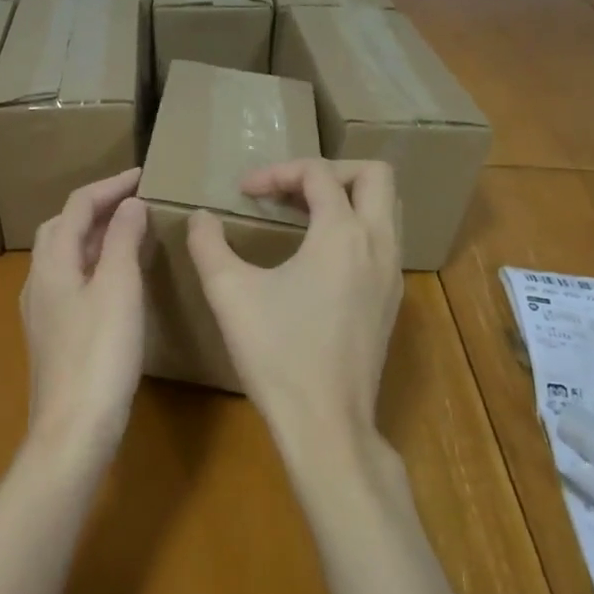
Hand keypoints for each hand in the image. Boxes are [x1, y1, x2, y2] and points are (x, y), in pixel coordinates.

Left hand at [20, 168, 148, 458]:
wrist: (73, 429)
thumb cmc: (99, 354)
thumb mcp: (119, 289)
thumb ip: (123, 241)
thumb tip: (130, 204)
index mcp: (52, 262)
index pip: (77, 206)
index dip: (109, 186)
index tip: (143, 175)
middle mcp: (39, 280)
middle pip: (63, 227)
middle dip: (96, 208)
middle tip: (135, 203)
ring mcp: (42, 310)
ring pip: (64, 256)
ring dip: (94, 236)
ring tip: (130, 233)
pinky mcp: (52, 334)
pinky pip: (70, 281)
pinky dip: (93, 265)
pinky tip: (115, 281)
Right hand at [187, 160, 402, 462]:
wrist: (326, 423)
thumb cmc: (276, 353)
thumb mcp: (229, 293)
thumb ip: (208, 244)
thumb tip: (201, 218)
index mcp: (342, 234)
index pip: (318, 173)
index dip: (277, 172)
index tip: (243, 192)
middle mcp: (378, 245)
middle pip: (374, 176)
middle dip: (330, 170)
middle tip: (289, 189)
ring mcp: (392, 274)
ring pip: (386, 208)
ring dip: (346, 197)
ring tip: (302, 214)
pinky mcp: (391, 301)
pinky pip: (383, 241)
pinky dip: (354, 228)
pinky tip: (317, 257)